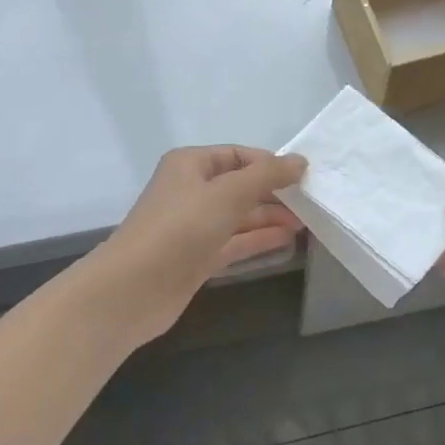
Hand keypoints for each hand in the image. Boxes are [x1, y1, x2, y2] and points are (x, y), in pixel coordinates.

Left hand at [96, 146, 305, 340]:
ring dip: (270, 217)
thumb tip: (300, 161)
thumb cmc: (180, 228)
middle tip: (310, 203)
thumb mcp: (228, 193)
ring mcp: (193, 227)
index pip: (237, 155)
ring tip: (306, 222)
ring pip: (239, 216)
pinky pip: (234, 242)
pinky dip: (258, 240)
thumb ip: (267, 175)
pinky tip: (286, 240)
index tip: (303, 177)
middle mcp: (191, 191)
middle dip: (273, 193)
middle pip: (239, 186)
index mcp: (190, 165)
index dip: (269, 164)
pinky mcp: (197, 258)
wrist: (134, 289)